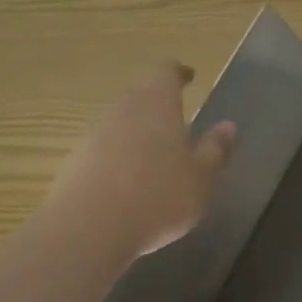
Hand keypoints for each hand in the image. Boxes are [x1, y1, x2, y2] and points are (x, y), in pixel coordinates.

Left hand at [41, 62, 236, 254]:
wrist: (86, 231)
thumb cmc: (158, 196)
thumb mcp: (201, 178)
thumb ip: (215, 149)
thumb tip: (227, 126)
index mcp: (157, 102)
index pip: (166, 70)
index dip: (179, 72)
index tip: (190, 78)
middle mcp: (123, 108)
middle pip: (140, 92)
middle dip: (158, 101)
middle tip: (177, 117)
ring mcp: (93, 134)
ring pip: (120, 119)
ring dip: (137, 129)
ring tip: (155, 153)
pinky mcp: (74, 162)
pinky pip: (102, 147)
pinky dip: (118, 154)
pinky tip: (129, 181)